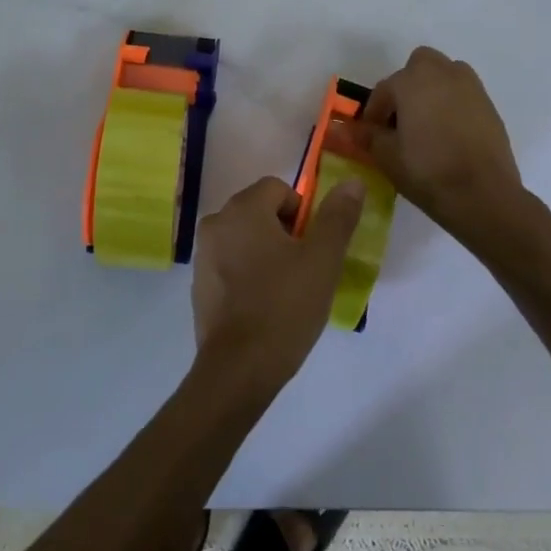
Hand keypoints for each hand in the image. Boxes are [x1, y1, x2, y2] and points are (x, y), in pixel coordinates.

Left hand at [191, 176, 364, 398]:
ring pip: (245, 238)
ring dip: (266, 253)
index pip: (278, 188)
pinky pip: (230, 263)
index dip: (302, 213)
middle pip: (260, 210)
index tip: (312, 248)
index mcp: (243, 209)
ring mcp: (203, 254)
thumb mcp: (322, 260)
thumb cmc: (284, 307)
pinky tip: (262, 306)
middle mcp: (216, 222)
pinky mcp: (199, 283)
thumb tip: (352, 182)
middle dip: (285, 233)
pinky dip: (247, 274)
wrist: (238, 368)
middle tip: (303, 270)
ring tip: (285, 291)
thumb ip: (337, 217)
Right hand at [348, 46, 528, 240]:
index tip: (370, 134)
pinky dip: (453, 106)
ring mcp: (471, 88)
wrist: (483, 196)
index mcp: (413, 80)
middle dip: (407, 86)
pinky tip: (448, 136)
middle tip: (400, 118)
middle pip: (419, 66)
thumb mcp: (386, 156)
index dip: (373, 112)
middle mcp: (443, 74)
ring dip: (432, 91)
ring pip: (445, 76)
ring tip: (425, 124)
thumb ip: (366, 136)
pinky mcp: (490, 107)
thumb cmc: (427, 170)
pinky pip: (463, 96)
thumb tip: (343, 128)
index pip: (384, 89)